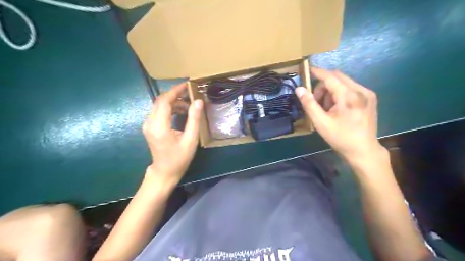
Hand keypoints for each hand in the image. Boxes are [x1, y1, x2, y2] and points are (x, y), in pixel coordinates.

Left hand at [142, 83, 203, 184]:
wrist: (165, 172)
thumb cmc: (179, 158)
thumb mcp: (190, 140)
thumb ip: (194, 119)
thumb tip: (198, 101)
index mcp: (159, 126)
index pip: (164, 101)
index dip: (175, 91)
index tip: (187, 85)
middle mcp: (150, 122)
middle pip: (160, 101)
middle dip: (176, 95)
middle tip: (191, 94)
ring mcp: (148, 125)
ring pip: (160, 105)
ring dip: (174, 103)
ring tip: (189, 106)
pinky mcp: (150, 127)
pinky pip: (159, 112)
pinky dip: (170, 109)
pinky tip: (181, 113)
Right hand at [296, 67, 383, 160]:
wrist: (364, 150)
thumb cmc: (340, 138)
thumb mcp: (321, 123)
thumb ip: (309, 104)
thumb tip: (299, 89)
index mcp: (348, 96)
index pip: (330, 77)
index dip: (318, 72)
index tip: (307, 69)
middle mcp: (361, 90)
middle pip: (337, 77)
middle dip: (323, 85)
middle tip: (316, 100)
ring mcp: (368, 94)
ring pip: (344, 82)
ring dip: (331, 90)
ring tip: (327, 108)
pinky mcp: (370, 98)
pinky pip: (351, 88)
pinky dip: (340, 93)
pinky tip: (338, 108)